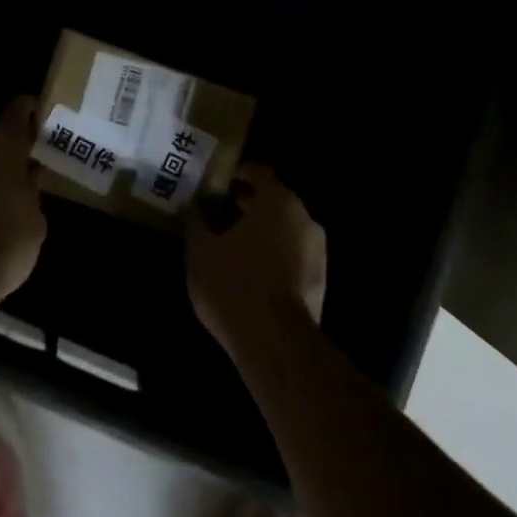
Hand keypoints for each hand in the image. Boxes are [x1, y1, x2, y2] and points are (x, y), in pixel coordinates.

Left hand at [0, 97, 46, 314]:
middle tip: (31, 169)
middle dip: (12, 148)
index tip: (46, 128)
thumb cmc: (5, 243)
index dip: (33, 114)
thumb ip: (33, 189)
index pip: (20, 108)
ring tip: (10, 194)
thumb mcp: (36, 219)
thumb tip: (28, 176)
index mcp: (4, 142)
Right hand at [187, 162, 326, 353]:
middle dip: (248, 204)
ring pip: (285, 229)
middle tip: (219, 211)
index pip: (259, 172)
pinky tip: (250, 271)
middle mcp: (304, 218)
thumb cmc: (234, 283)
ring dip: (262, 231)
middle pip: (274, 200)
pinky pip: (293, 255)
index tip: (218, 182)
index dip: (237, 174)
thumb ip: (198, 221)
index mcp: (278, 201)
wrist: (275, 343)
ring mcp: (317, 251)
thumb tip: (196, 205)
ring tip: (232, 244)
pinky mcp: (320, 281)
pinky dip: (273, 254)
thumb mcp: (201, 250)